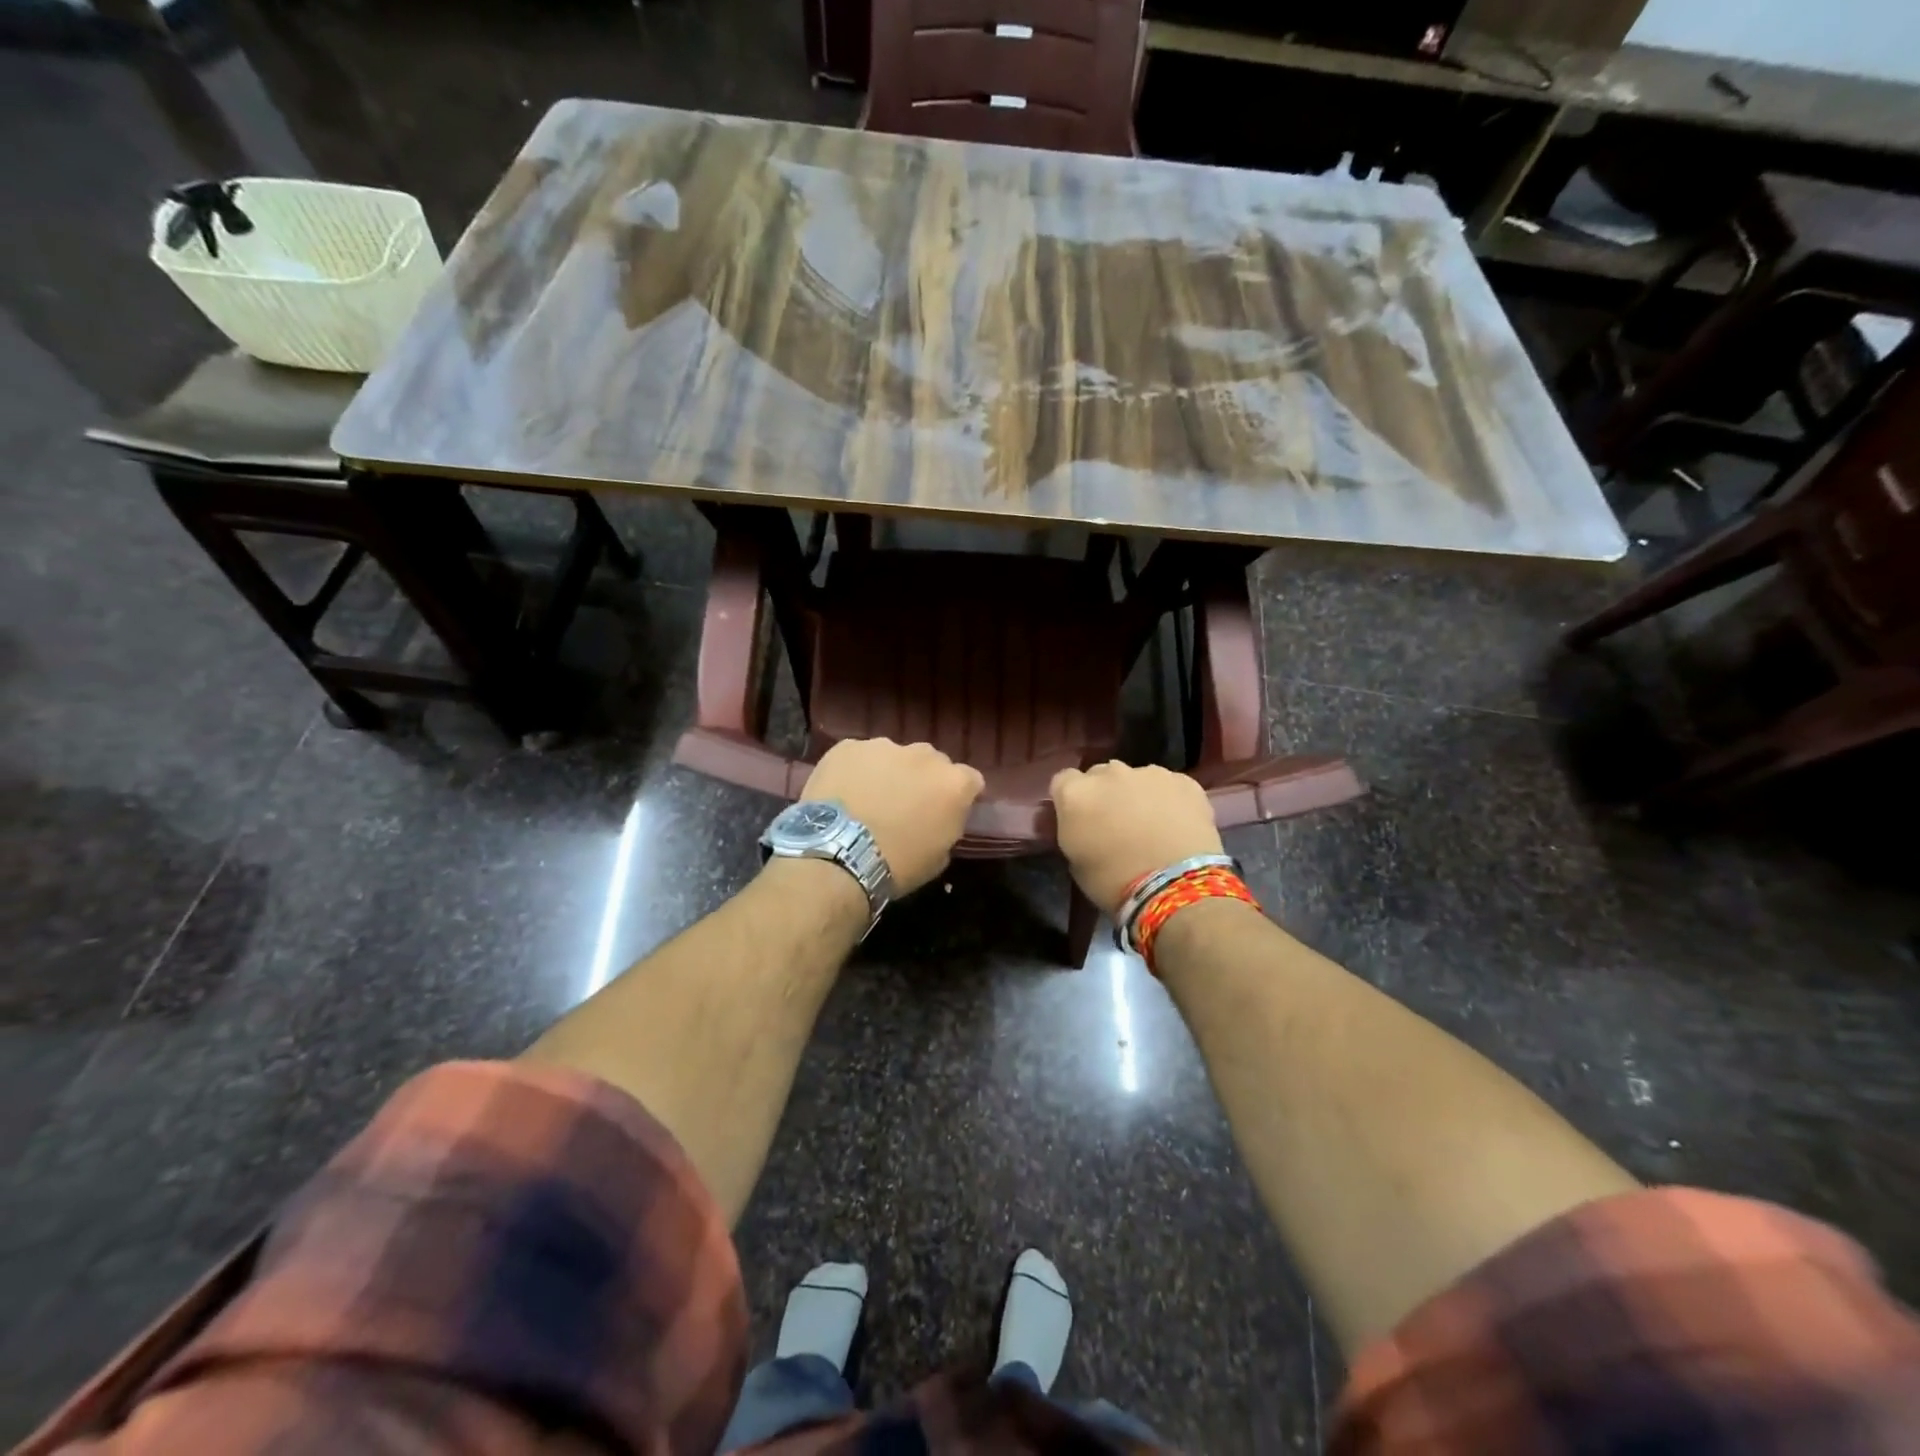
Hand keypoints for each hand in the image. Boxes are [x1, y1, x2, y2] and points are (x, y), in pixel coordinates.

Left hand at [802, 738, 985, 894]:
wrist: (838, 855)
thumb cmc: (896, 865)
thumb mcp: (939, 856)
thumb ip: (947, 825)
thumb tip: (939, 817)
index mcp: (953, 783)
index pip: (970, 780)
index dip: (959, 795)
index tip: (946, 811)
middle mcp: (924, 755)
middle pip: (931, 762)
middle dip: (923, 779)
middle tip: (905, 805)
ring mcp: (884, 746)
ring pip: (893, 756)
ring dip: (888, 773)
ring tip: (868, 799)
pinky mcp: (848, 746)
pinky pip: (858, 756)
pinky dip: (855, 771)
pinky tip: (842, 793)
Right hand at [1050, 761, 1223, 916]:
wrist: (1176, 886)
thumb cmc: (1114, 882)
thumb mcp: (1075, 861)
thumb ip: (1074, 830)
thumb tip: (1083, 824)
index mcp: (1075, 793)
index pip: (1063, 781)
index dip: (1071, 800)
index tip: (1079, 820)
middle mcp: (1109, 773)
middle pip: (1100, 775)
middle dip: (1105, 794)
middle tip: (1115, 823)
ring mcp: (1150, 773)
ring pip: (1137, 778)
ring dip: (1138, 795)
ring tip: (1151, 825)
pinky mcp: (1184, 781)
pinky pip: (1170, 786)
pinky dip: (1170, 800)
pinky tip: (1177, 825)